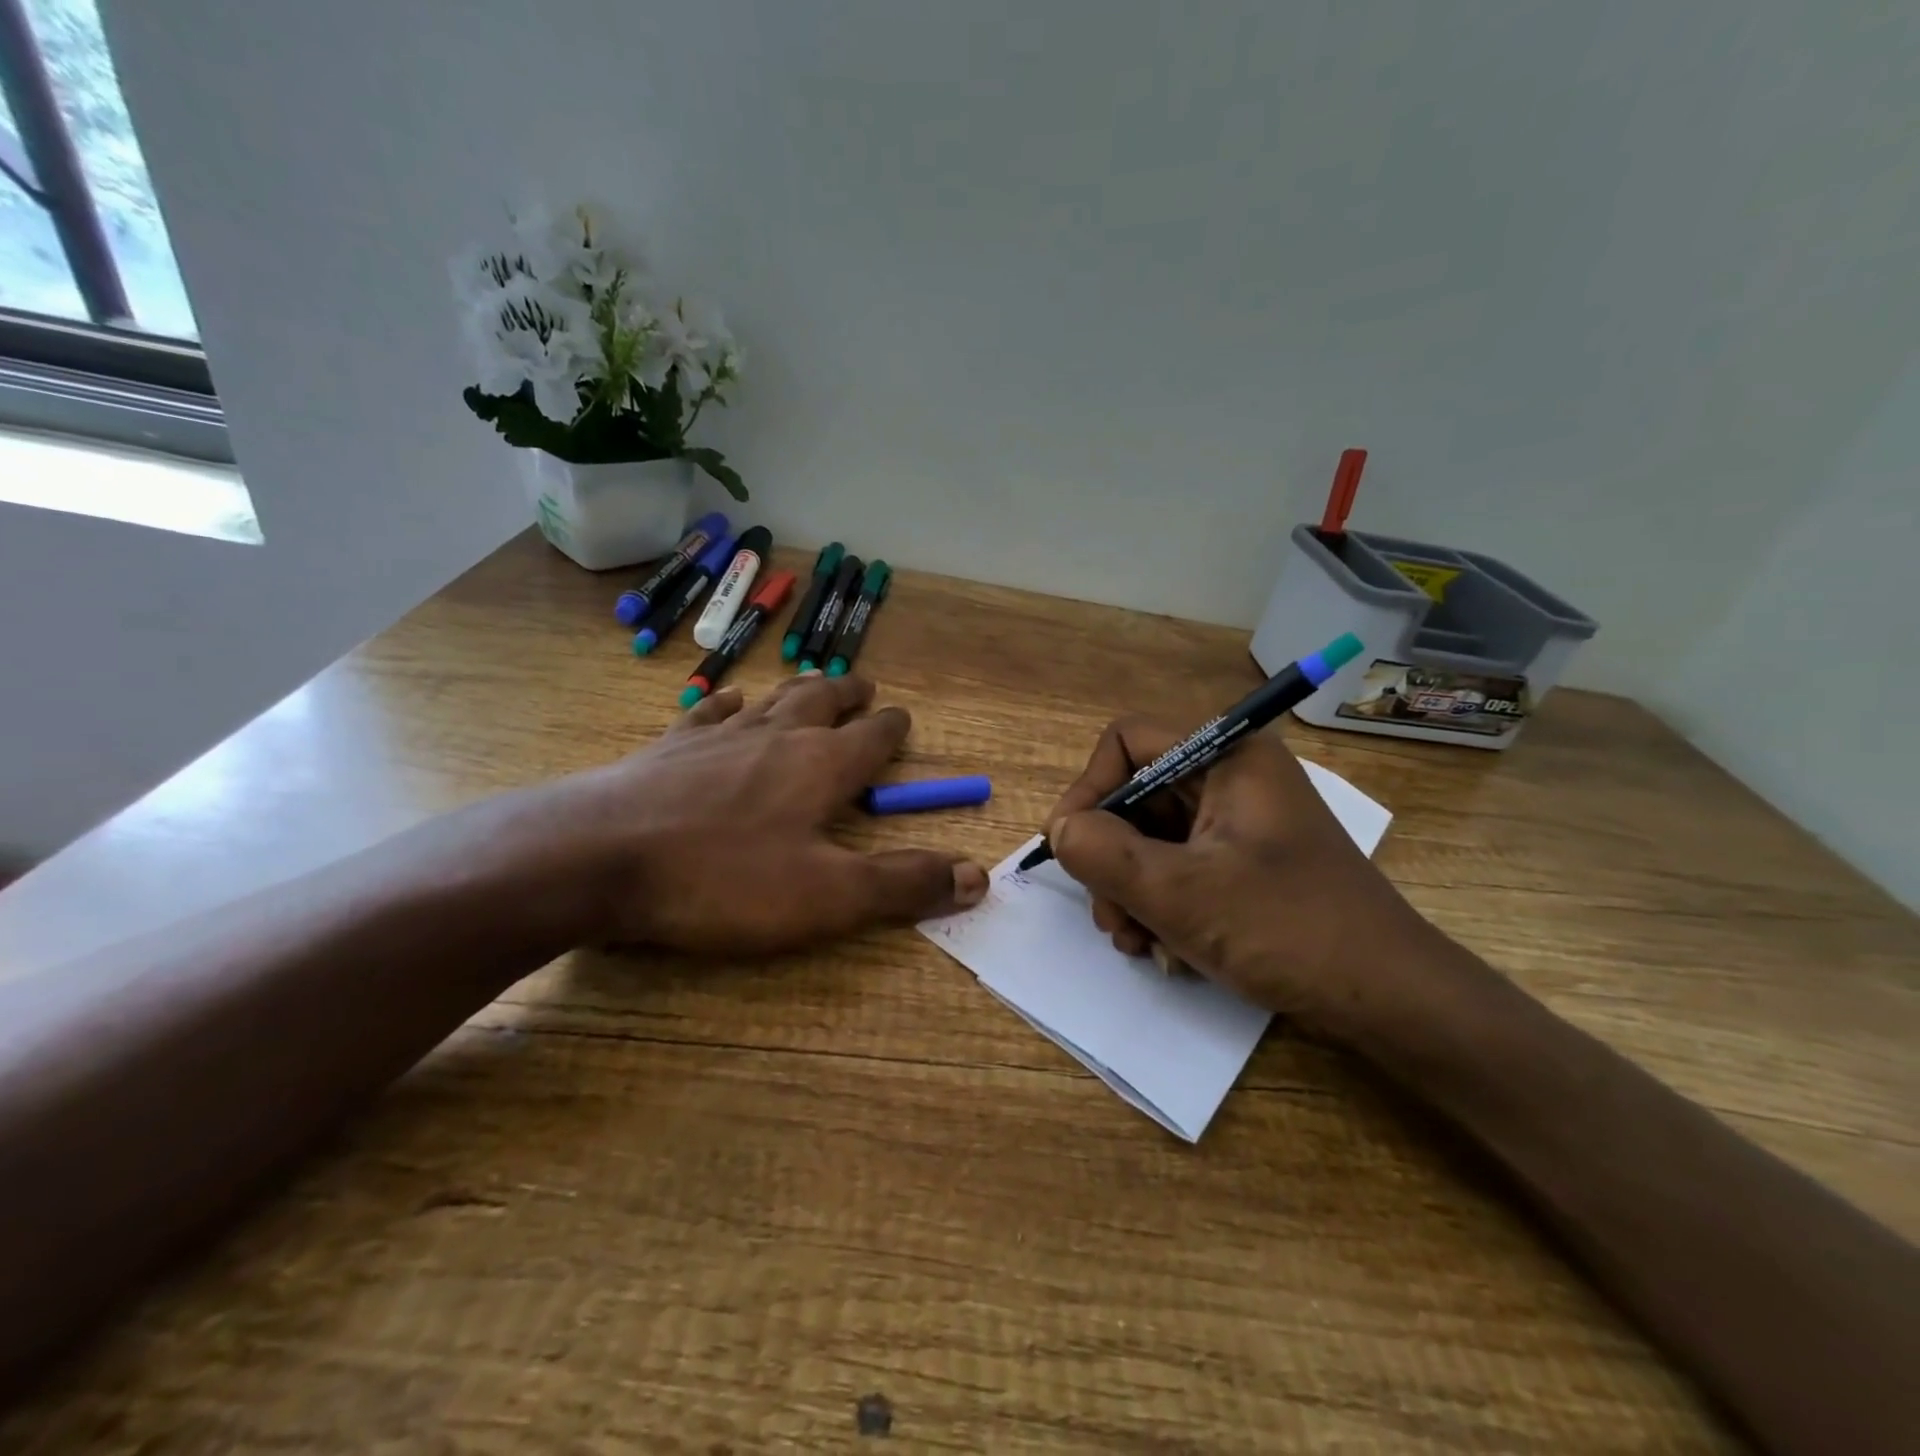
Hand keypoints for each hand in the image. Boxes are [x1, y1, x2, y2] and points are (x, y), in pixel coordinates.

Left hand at [514, 673, 987, 954]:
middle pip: (821, 702)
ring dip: (796, 691)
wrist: (596, 857)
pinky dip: (726, 704)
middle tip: (864, 685)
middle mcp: (775, 738)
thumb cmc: (722, 879)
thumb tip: (977, 876)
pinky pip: (706, 713)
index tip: (903, 719)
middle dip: (848, 694)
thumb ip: (902, 885)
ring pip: (769, 700)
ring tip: (809, 682)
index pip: (872, 738)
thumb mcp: (827, 897)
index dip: (892, 729)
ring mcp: (716, 737)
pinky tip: (725, 701)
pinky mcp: (666, 748)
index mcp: (820, 767)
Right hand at [1046, 717, 1465, 1040]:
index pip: (1127, 742)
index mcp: (1228, 756)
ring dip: (1129, 890)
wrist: (1388, 999)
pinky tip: (1164, 949)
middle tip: (1109, 917)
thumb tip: (1058, 829)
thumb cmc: (1287, 929)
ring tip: (1136, 943)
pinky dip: (1159, 904)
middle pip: (1136, 796)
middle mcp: (1232, 778)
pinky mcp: (1244, 862)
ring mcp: (1239, 823)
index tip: (1069, 846)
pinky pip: (1178, 866)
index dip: (1089, 788)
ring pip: (1151, 838)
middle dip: (1109, 857)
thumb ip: (1102, 852)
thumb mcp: (1179, 893)